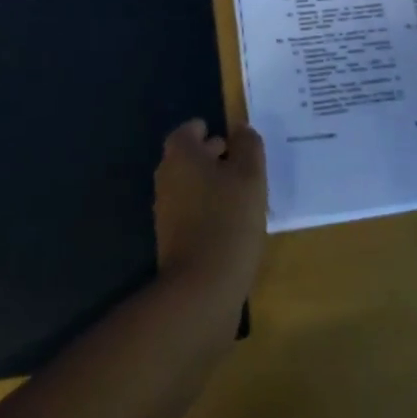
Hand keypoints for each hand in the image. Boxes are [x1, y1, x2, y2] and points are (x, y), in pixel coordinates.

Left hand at [154, 118, 267, 306]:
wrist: (201, 288)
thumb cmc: (228, 220)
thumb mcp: (250, 176)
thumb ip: (248, 146)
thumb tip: (241, 129)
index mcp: (181, 156)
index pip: (187, 131)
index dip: (206, 130)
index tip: (229, 137)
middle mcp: (167, 178)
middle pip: (187, 157)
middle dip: (211, 155)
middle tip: (240, 160)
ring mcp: (166, 210)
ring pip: (189, 184)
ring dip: (211, 183)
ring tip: (242, 192)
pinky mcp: (171, 238)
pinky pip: (190, 210)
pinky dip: (207, 207)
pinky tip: (231, 221)